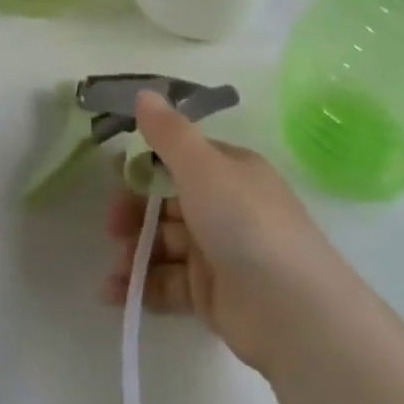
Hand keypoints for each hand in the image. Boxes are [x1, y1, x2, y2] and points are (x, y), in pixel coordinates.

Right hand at [102, 90, 339, 372]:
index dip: (146, 165)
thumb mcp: (203, 167)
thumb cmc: (244, 223)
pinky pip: (169, 283)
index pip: (182, 160)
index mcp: (231, 172)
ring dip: (134, 253)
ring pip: (165, 245)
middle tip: (111, 226)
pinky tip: (113, 294)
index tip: (115, 174)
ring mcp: (220, 254)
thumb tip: (143, 93)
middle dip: (134, 213)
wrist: (292, 311)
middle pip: (169, 204)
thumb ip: (169, 132)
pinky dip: (141, 287)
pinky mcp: (213, 294)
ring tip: (115, 268)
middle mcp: (227, 208)